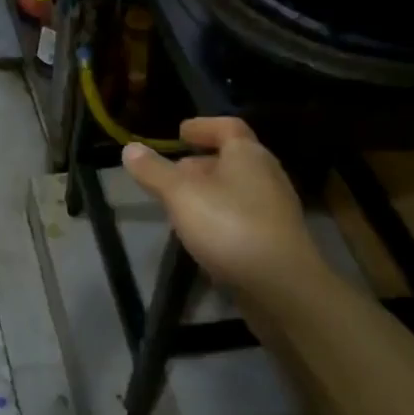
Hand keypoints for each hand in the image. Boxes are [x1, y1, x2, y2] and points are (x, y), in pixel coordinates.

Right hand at [120, 118, 323, 303]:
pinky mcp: (276, 241)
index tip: (180, 132)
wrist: (283, 288)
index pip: (227, 127)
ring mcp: (275, 210)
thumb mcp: (180, 194)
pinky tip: (202, 237)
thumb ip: (154, 171)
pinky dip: (221, 218)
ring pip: (237, 190)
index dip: (203, 126)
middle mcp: (267, 176)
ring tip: (180, 207)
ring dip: (209, 193)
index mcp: (248, 155)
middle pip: (232, 159)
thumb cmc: (230, 226)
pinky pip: (243, 217)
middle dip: (200, 164)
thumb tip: (130, 148)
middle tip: (172, 174)